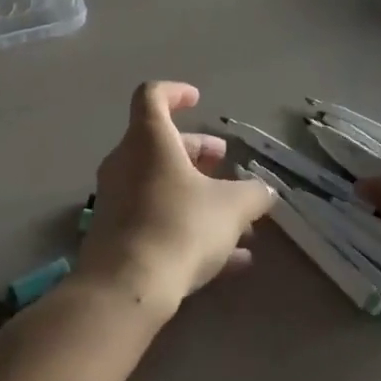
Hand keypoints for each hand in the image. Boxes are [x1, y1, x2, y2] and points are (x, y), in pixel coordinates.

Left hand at [76, 82, 275, 318]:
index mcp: (148, 139)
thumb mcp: (231, 208)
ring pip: (160, 183)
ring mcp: (116, 197)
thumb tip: (265, 190)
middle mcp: (125, 160)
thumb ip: (253, 194)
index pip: (152, 96)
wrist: (126, 287)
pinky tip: (228, 260)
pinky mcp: (115, 234)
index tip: (198, 99)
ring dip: (195, 193)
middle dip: (196, 151)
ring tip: (235, 217)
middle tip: (224, 162)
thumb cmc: (179, 227)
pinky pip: (155, 217)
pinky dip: (186, 225)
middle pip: (160, 143)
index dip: (175, 92)